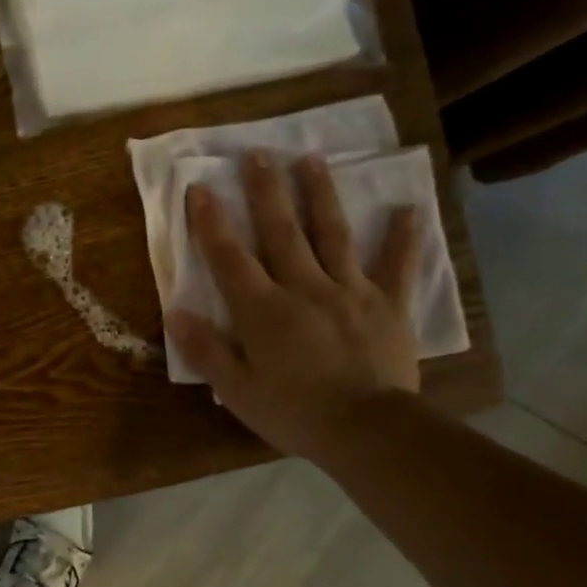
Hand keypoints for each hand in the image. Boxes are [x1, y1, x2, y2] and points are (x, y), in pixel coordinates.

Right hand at [166, 150, 420, 459]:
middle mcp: (304, 287)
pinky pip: (397, 265)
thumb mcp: (238, 392)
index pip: (229, 258)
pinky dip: (404, 237)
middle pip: (281, 231)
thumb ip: (206, 350)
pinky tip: (410, 209)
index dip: (211, 222)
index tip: (200, 187)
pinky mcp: (389, 304)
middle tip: (257, 154)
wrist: (368, 432)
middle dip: (265, 191)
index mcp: (263, 310)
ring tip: (311, 159)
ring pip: (332, 234)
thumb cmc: (295, 414)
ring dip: (320, 194)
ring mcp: (350, 291)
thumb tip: (175, 312)